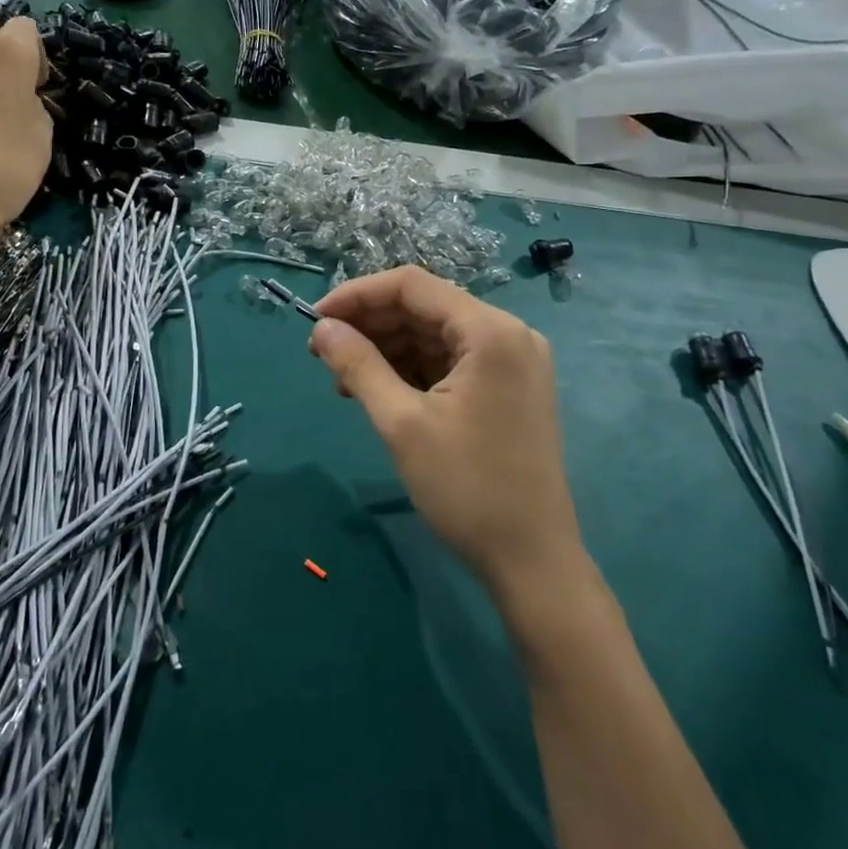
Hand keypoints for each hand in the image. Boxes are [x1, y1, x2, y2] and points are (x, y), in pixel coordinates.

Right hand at [310, 266, 587, 608]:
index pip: (412, 285)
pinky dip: (411, 369)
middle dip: (369, 325)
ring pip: (434, 334)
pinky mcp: (508, 388)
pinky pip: (450, 361)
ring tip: (344, 380)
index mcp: (490, 331)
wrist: (533, 562)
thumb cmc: (467, 488)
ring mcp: (512, 361)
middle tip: (322, 353)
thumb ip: (358, 365)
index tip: (314, 320)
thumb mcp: (401, 423)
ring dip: (386, 349)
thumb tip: (321, 329)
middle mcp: (508, 334)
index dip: (357, 295)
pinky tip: (378, 391)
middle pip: (424, 307)